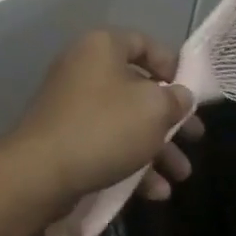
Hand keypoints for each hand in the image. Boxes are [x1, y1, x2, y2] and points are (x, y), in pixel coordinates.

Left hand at [3, 29, 197, 209]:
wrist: (41, 172)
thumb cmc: (104, 127)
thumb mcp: (153, 109)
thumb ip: (175, 99)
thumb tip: (179, 96)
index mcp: (102, 47)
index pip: (144, 43)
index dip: (172, 66)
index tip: (191, 93)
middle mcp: (84, 68)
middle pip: (137, 88)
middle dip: (170, 118)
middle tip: (195, 139)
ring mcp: (71, 104)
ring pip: (124, 121)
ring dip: (156, 148)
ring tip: (180, 175)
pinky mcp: (64, 137)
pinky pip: (105, 142)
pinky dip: (131, 162)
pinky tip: (155, 192)